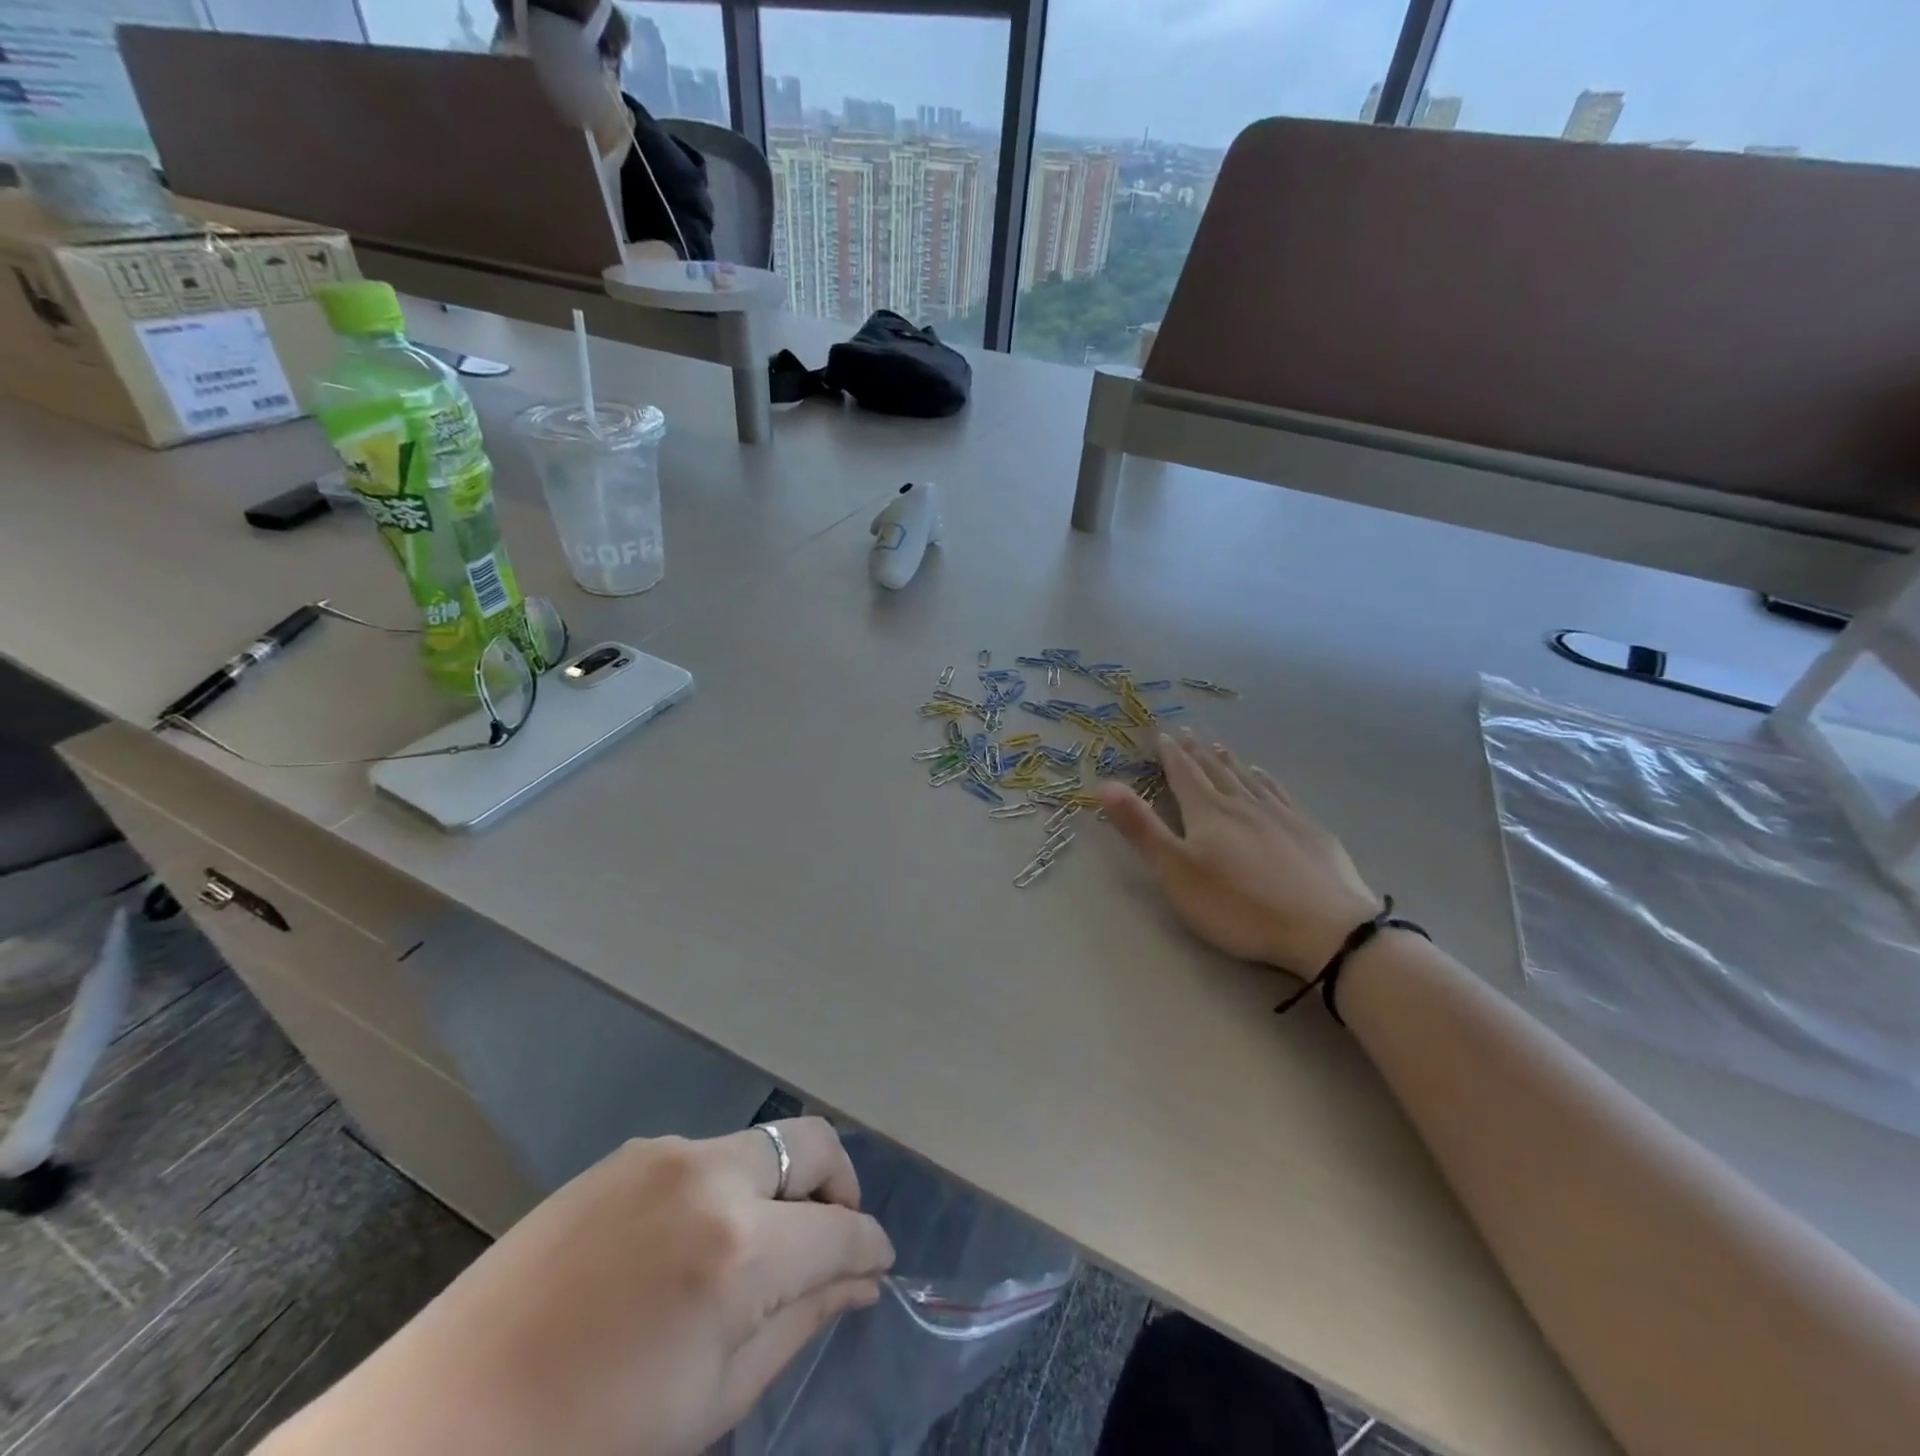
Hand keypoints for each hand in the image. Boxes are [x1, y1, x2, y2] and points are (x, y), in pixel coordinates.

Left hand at [262, 1119, 893, 1455]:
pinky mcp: (622, 1155)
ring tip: (752, 1254)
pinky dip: (724, 1186)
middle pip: (810, 1142)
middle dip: (836, 1187)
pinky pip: (702, 1155)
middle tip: (828, 1242)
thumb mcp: (710, 1405)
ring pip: (756, 1145)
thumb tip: (862, 1281)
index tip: (878, 1264)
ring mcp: (661, 1154)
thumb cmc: (586, 1448)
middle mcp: (709, 1174)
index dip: (871, 1245)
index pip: (841, 1226)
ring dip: (778, 1186)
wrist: (427, 1436)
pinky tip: (688, 1246)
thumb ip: (799, 1324)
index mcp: (738, 1248)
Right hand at [1099, 730, 1379, 975]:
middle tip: (1187, 733)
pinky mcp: (1311, 832)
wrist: (1325, 928)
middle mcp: (1243, 804)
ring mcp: (1281, 815)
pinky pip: (1281, 795)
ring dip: (1231, 762)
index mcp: (1208, 813)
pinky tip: (1266, 777)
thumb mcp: (1176, 871)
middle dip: (1197, 753)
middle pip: (1215, 772)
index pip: (1184, 775)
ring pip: (1249, 780)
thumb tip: (1105, 784)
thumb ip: (1141, 829)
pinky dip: (1267, 781)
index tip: (1162, 735)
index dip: (1170, 755)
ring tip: (1221, 747)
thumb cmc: (1238, 905)